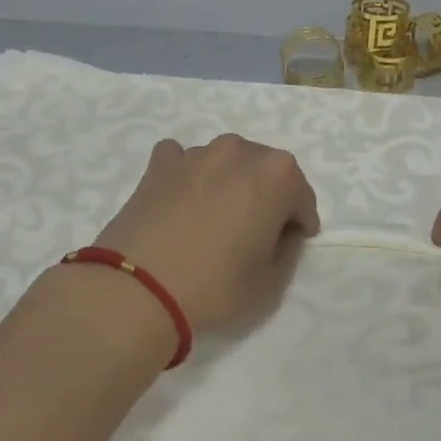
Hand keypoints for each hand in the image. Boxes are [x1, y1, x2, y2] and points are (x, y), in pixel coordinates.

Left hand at [92, 135, 320, 335]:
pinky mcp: (159, 165)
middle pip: (265, 171)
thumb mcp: (271, 282)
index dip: (300, 223)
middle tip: (255, 232)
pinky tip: (181, 201)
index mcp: (277, 175)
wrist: (137, 289)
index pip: (302, 198)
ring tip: (215, 220)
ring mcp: (196, 153)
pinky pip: (183, 162)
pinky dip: (188, 176)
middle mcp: (239, 151)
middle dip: (267, 196)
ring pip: (225, 164)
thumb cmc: (216, 286)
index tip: (292, 243)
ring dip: (229, 184)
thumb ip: (287, 250)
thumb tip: (280, 233)